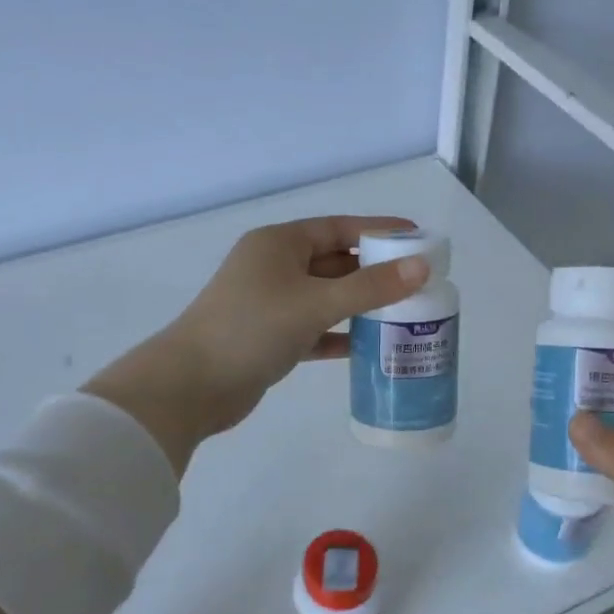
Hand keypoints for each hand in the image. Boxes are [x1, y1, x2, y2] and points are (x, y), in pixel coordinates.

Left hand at [86, 216, 429, 473]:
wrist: (191, 386)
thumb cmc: (252, 329)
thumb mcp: (315, 303)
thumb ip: (370, 287)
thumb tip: (421, 267)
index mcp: (279, 244)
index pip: (338, 228)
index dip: (378, 230)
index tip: (417, 239)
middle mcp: (274, 268)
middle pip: (335, 262)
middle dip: (374, 272)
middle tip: (419, 281)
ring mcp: (271, 304)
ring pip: (326, 298)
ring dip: (361, 305)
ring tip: (405, 313)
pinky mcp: (271, 338)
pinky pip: (315, 329)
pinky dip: (340, 335)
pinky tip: (369, 346)